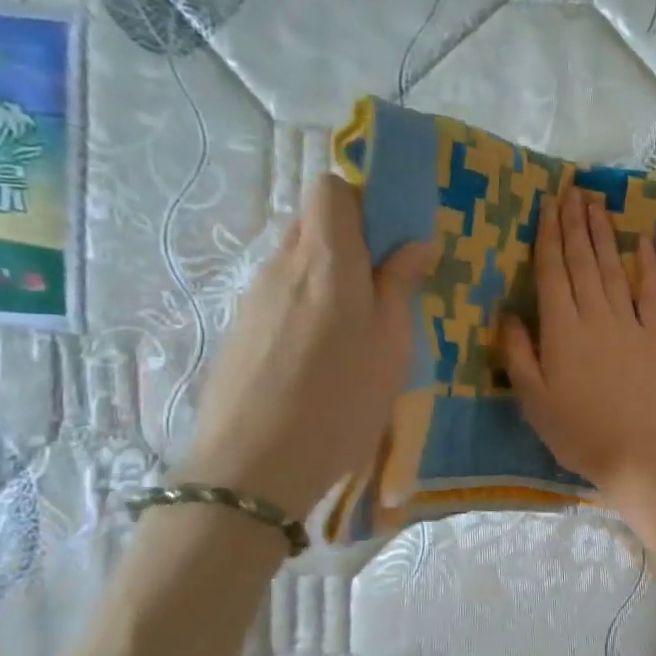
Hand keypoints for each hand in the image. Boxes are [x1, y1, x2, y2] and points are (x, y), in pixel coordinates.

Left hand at [180, 174, 433, 517]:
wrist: (254, 467)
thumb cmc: (340, 401)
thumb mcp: (391, 345)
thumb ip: (400, 285)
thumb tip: (414, 243)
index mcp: (326, 260)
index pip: (330, 188)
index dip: (363, 201)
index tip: (392, 239)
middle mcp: (283, 266)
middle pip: (313, 222)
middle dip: (352, 240)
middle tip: (384, 288)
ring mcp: (254, 297)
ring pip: (297, 262)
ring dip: (329, 277)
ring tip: (356, 332)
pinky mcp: (240, 329)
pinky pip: (281, 296)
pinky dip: (306, 307)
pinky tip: (320, 359)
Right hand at [501, 186, 655, 500]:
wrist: (637, 451)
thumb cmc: (576, 431)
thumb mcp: (533, 398)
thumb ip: (518, 352)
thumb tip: (507, 312)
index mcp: (560, 329)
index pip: (552, 271)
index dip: (548, 235)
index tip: (548, 204)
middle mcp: (594, 315)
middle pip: (582, 261)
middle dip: (575, 223)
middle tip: (572, 189)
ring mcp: (629, 323)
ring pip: (613, 268)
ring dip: (603, 234)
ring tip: (597, 203)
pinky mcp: (655, 336)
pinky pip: (650, 293)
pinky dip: (647, 265)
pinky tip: (643, 240)